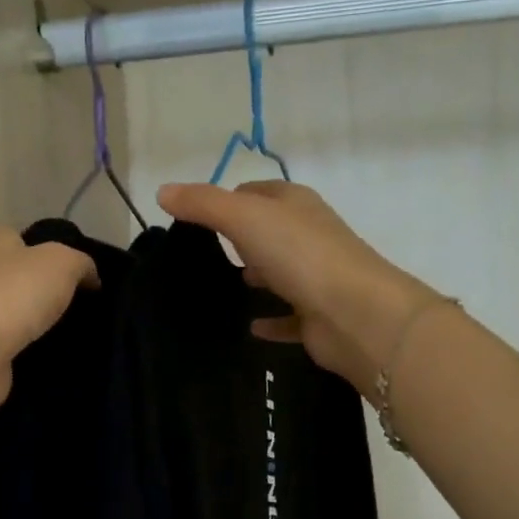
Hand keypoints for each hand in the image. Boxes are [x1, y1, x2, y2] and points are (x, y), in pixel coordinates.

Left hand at [0, 230, 97, 461]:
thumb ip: (82, 263)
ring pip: (14, 312)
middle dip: (46, 290)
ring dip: (37, 323)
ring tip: (74, 335)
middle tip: (83, 307)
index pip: (24, 238)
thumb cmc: (13, 295)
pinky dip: (26, 349)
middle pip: (19, 277)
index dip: (53, 252)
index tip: (82, 276)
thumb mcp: (63, 263)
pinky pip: (9, 344)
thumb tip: (91, 277)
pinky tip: (49, 357)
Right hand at [158, 181, 442, 395]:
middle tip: (203, 256)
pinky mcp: (318, 316)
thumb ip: (203, 204)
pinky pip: (289, 317)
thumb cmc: (300, 255)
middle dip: (240, 240)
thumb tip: (163, 191)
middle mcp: (310, 236)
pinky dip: (271, 321)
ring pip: (281, 273)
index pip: (255, 192)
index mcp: (295, 205)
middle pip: (269, 231)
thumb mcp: (244, 218)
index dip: (226, 200)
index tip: (194, 220)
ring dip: (258, 277)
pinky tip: (249, 327)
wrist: (355, 314)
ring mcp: (317, 277)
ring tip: (222, 289)